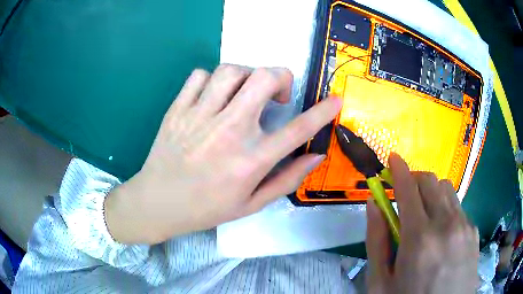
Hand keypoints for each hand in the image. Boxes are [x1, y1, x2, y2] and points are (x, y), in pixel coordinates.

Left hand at [105, 65, 341, 243]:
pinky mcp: (178, 109)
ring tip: (244, 93)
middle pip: (264, 78)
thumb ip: (287, 179)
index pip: (297, 129)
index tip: (335, 99)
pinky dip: (213, 80)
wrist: (158, 203)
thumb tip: (316, 155)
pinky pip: (200, 75)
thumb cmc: (206, 208)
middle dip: (280, 77)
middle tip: (276, 94)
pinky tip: (213, 97)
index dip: (322, 111)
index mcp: (250, 160)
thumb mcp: (251, 204)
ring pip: (232, 70)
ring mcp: (199, 116)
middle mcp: (228, 131)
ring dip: (247, 76)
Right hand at [366, 154, 479, 292]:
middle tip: (404, 194)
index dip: (398, 169)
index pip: (408, 188)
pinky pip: (458, 208)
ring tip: (425, 216)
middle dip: (414, 179)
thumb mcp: (381, 281)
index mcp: (419, 238)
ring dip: (432, 193)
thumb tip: (373, 203)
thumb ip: (376, 240)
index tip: (392, 159)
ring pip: (447, 190)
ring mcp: (464, 226)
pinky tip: (442, 235)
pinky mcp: (474, 232)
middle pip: (431, 181)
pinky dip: (446, 210)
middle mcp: (446, 224)